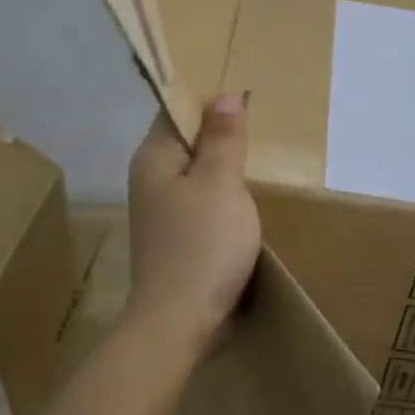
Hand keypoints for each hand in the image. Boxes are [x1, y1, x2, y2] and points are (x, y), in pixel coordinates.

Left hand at [124, 94, 262, 352]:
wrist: (180, 322)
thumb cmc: (202, 245)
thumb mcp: (221, 183)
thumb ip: (223, 138)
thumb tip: (226, 95)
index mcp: (154, 158)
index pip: (176, 110)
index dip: (209, 99)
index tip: (245, 92)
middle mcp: (151, 180)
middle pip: (188, 142)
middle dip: (222, 133)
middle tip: (263, 121)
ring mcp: (163, 212)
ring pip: (198, 174)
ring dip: (226, 167)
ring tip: (262, 155)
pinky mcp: (178, 238)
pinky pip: (203, 203)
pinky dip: (224, 196)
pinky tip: (248, 200)